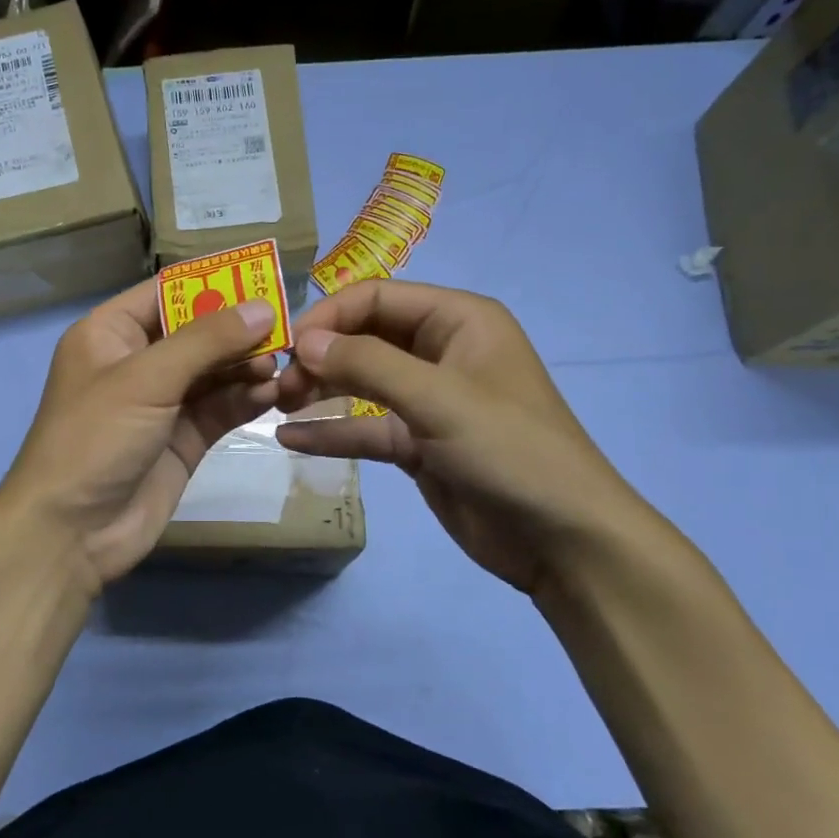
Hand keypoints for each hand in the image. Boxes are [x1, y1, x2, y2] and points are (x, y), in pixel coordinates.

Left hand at [0, 280, 280, 591]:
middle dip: (238, 329)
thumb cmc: (95, 438)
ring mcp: (162, 403)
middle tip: (285, 328)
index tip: (262, 274)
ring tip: (280, 365)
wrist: (72, 532)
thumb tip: (262, 308)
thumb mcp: (146, 379)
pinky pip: (220, 407)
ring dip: (246, 365)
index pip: (167, 292)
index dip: (212, 282)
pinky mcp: (183, 438)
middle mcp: (137, 362)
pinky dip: (245, 399)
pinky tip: (271, 394)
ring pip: (214, 371)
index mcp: (111, 333)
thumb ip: (206, 341)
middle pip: (197, 331)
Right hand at [275, 280, 657, 600]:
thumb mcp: (438, 399)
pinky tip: (289, 440)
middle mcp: (441, 350)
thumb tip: (303, 342)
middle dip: (320, 355)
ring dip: (319, 390)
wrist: (562, 540)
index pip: (378, 297)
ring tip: (276, 405)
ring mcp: (428, 399)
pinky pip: (365, 428)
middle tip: (278, 384)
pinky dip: (331, 432)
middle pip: (364, 337)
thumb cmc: (510, 451)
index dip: (329, 316)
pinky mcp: (418, 443)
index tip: (288, 347)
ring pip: (360, 382)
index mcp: (458, 320)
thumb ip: (367, 364)